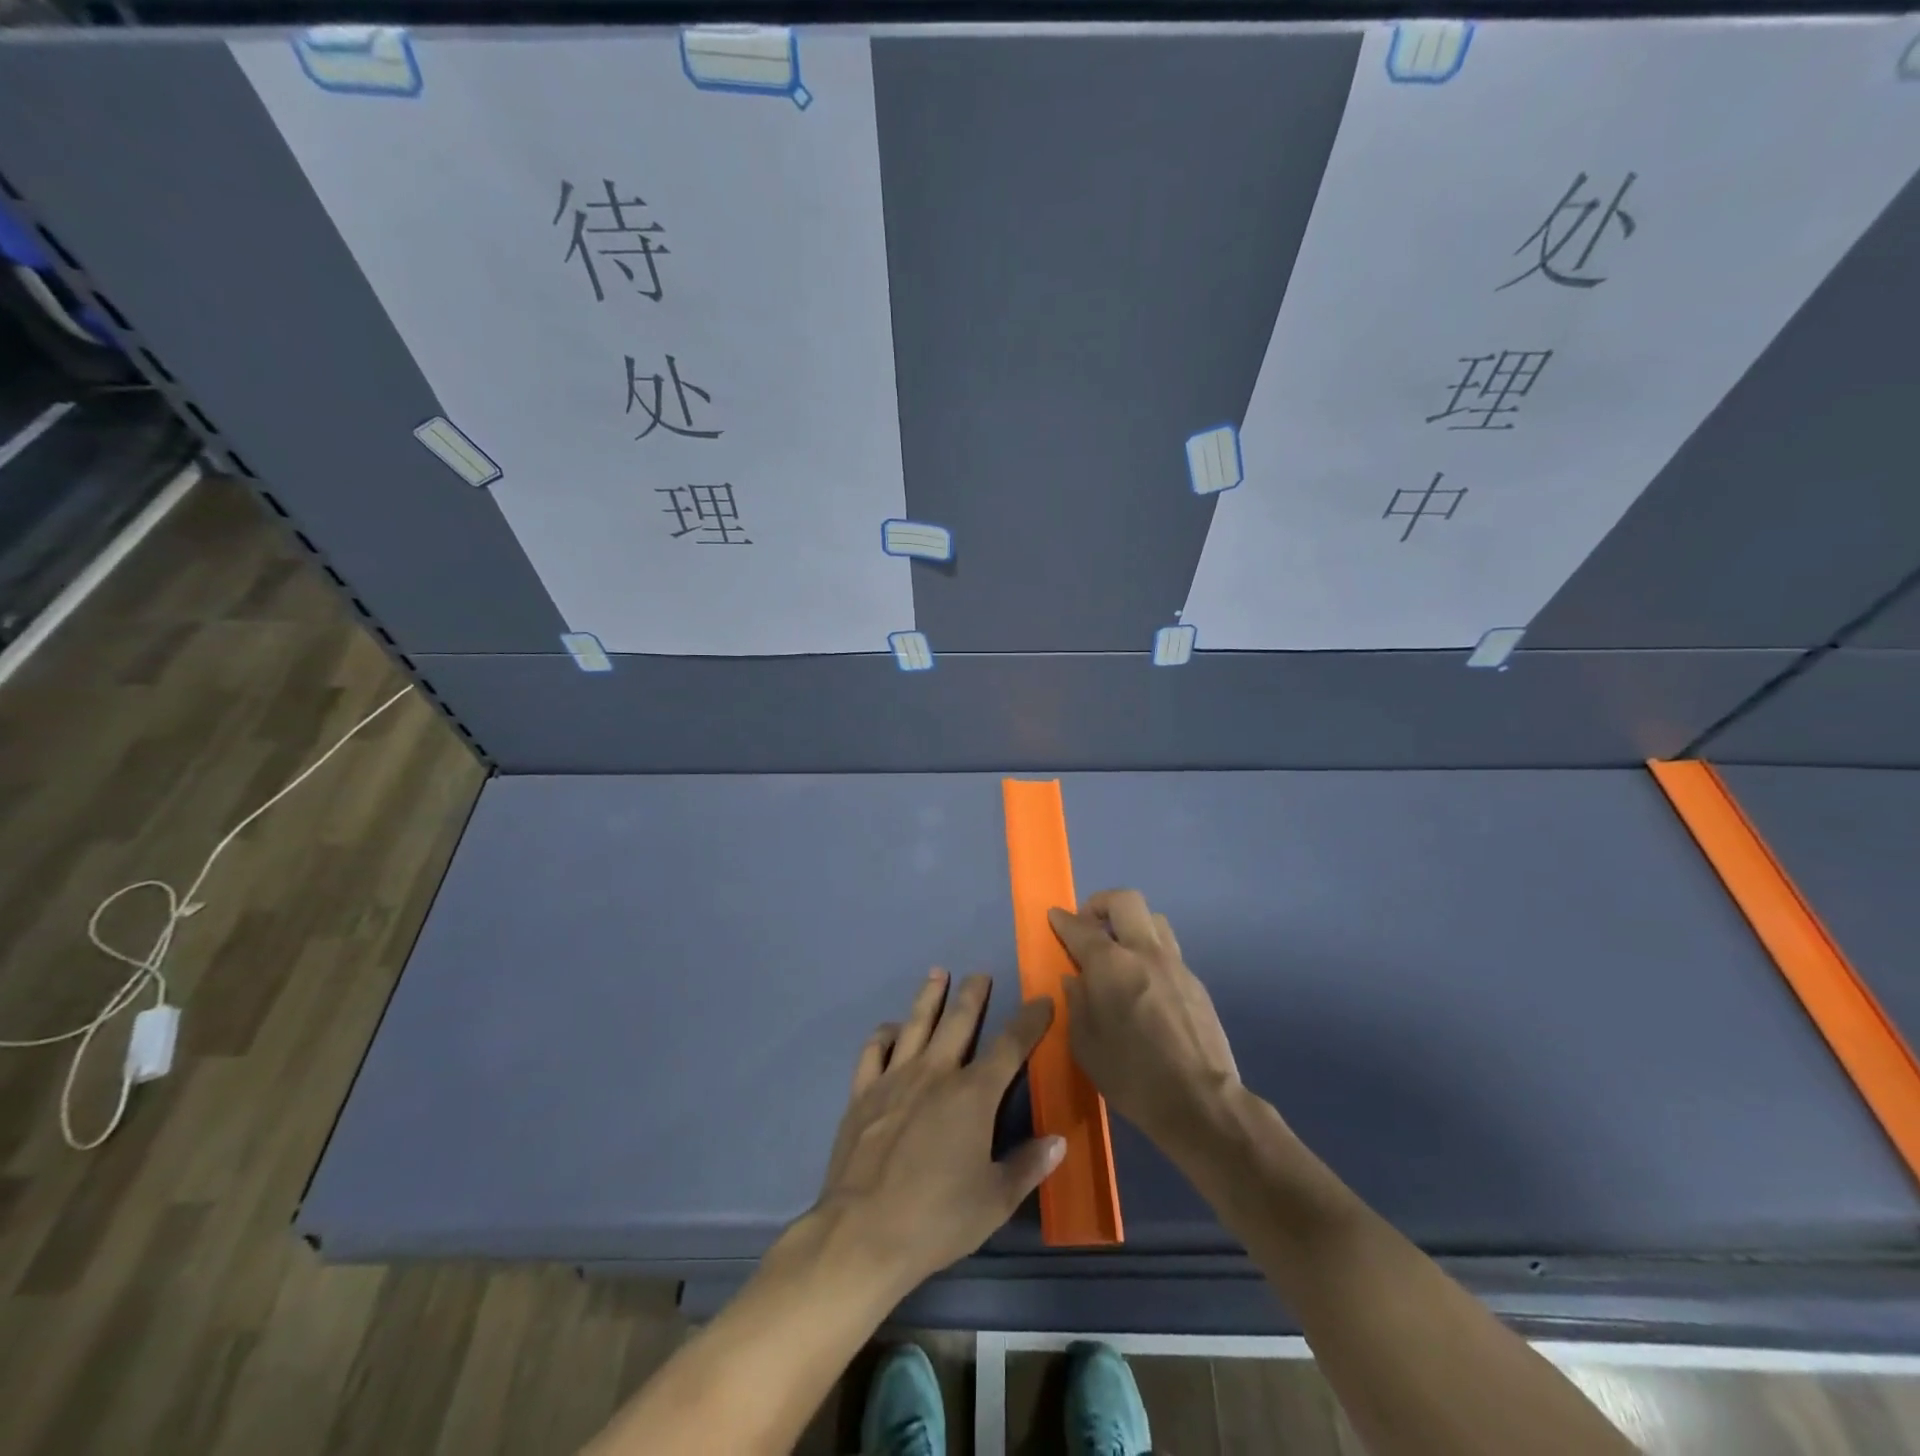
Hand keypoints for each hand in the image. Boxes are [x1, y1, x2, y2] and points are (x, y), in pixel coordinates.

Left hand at [812, 970, 1064, 1297]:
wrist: (862, 1232)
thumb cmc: (937, 1219)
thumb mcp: (994, 1200)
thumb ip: (1028, 1166)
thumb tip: (1059, 1140)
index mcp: (973, 1094)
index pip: (1010, 1046)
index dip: (1029, 1021)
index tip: (1042, 1001)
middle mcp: (935, 1073)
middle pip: (958, 1021)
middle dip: (973, 995)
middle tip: (980, 975)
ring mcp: (894, 1078)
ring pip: (916, 1024)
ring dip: (929, 997)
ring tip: (937, 974)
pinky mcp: (863, 1093)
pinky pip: (874, 1051)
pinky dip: (884, 1034)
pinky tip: (890, 1029)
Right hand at [1048, 889, 1244, 1148]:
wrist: (1201, 1102)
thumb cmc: (1133, 1076)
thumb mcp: (1086, 1046)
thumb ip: (1077, 1003)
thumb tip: (1075, 978)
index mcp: (1111, 965)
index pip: (1081, 927)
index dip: (1063, 919)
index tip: (1054, 917)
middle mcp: (1145, 953)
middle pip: (1125, 901)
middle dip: (1101, 904)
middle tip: (1089, 925)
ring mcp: (1176, 965)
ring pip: (1153, 921)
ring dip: (1131, 925)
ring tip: (1119, 952)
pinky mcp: (1196, 984)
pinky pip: (1169, 952)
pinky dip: (1150, 955)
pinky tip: (1145, 986)